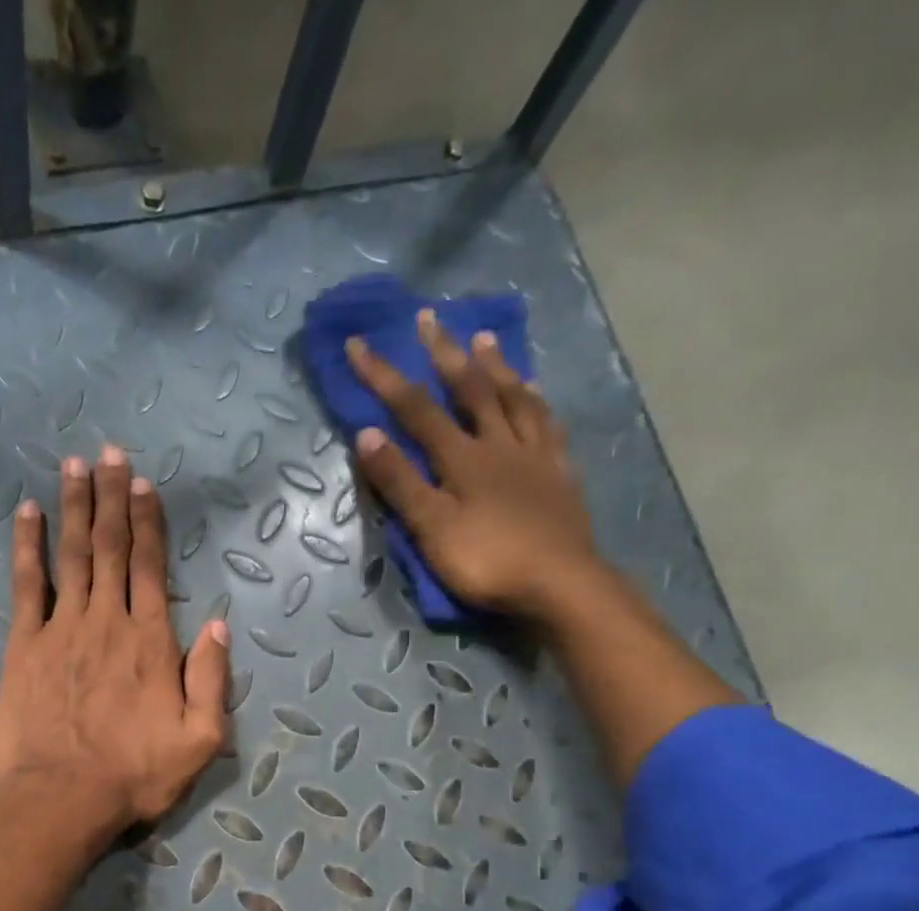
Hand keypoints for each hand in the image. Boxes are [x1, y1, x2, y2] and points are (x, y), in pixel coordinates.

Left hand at [0, 446, 229, 846]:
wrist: (61, 800)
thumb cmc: (134, 775)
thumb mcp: (199, 740)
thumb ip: (210, 678)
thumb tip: (216, 624)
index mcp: (150, 640)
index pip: (150, 566)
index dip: (147, 521)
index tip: (144, 484)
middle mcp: (106, 621)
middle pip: (110, 547)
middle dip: (111, 497)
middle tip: (110, 454)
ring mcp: (60, 629)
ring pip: (71, 555)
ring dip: (74, 507)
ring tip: (75, 466)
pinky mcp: (23, 646)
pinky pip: (26, 585)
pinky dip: (27, 546)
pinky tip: (27, 513)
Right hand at [346, 310, 601, 620]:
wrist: (560, 584)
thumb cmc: (487, 561)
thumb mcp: (431, 528)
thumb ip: (400, 482)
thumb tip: (366, 434)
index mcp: (463, 458)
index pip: (415, 409)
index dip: (384, 376)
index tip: (358, 344)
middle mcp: (499, 444)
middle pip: (470, 390)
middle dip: (445, 353)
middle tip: (431, 319)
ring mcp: (535, 456)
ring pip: (514, 399)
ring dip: (496, 367)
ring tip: (484, 339)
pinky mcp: (559, 474)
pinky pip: (547, 426)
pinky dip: (536, 402)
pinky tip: (534, 392)